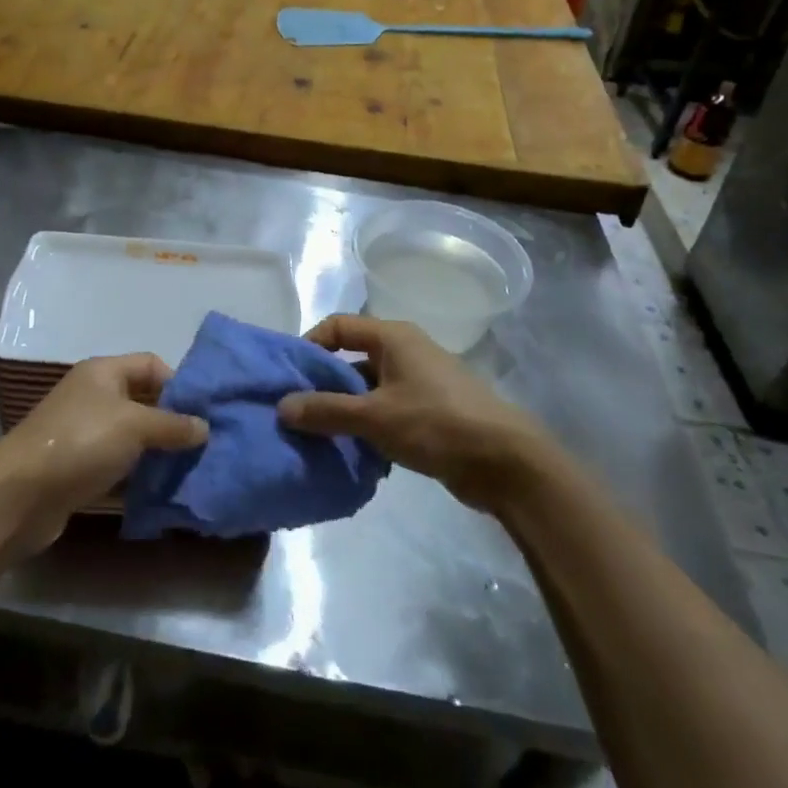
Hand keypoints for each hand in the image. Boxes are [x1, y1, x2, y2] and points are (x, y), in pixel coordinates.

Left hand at [0, 355, 206, 553]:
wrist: (21, 494)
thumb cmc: (81, 442)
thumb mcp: (135, 425)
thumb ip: (173, 424)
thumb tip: (205, 427)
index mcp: (103, 372)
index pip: (151, 364)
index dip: (178, 383)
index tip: (203, 411)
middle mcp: (93, 396)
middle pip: (143, 400)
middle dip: (173, 420)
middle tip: (204, 443)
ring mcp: (84, 432)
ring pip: (132, 435)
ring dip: (157, 450)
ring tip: (190, 467)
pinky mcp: (79, 467)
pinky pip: (118, 463)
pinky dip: (138, 473)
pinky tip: (162, 488)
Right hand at [279, 315, 550, 511]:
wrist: (505, 462)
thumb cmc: (436, 424)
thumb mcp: (374, 416)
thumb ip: (326, 410)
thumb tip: (282, 407)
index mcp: (393, 337)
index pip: (338, 326)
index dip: (310, 345)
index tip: (289, 376)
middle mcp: (405, 351)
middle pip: (351, 357)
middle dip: (323, 382)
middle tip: (296, 409)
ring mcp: (420, 381)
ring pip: (368, 387)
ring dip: (344, 408)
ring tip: (318, 434)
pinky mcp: (430, 411)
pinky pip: (386, 409)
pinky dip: (367, 425)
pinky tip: (352, 450)